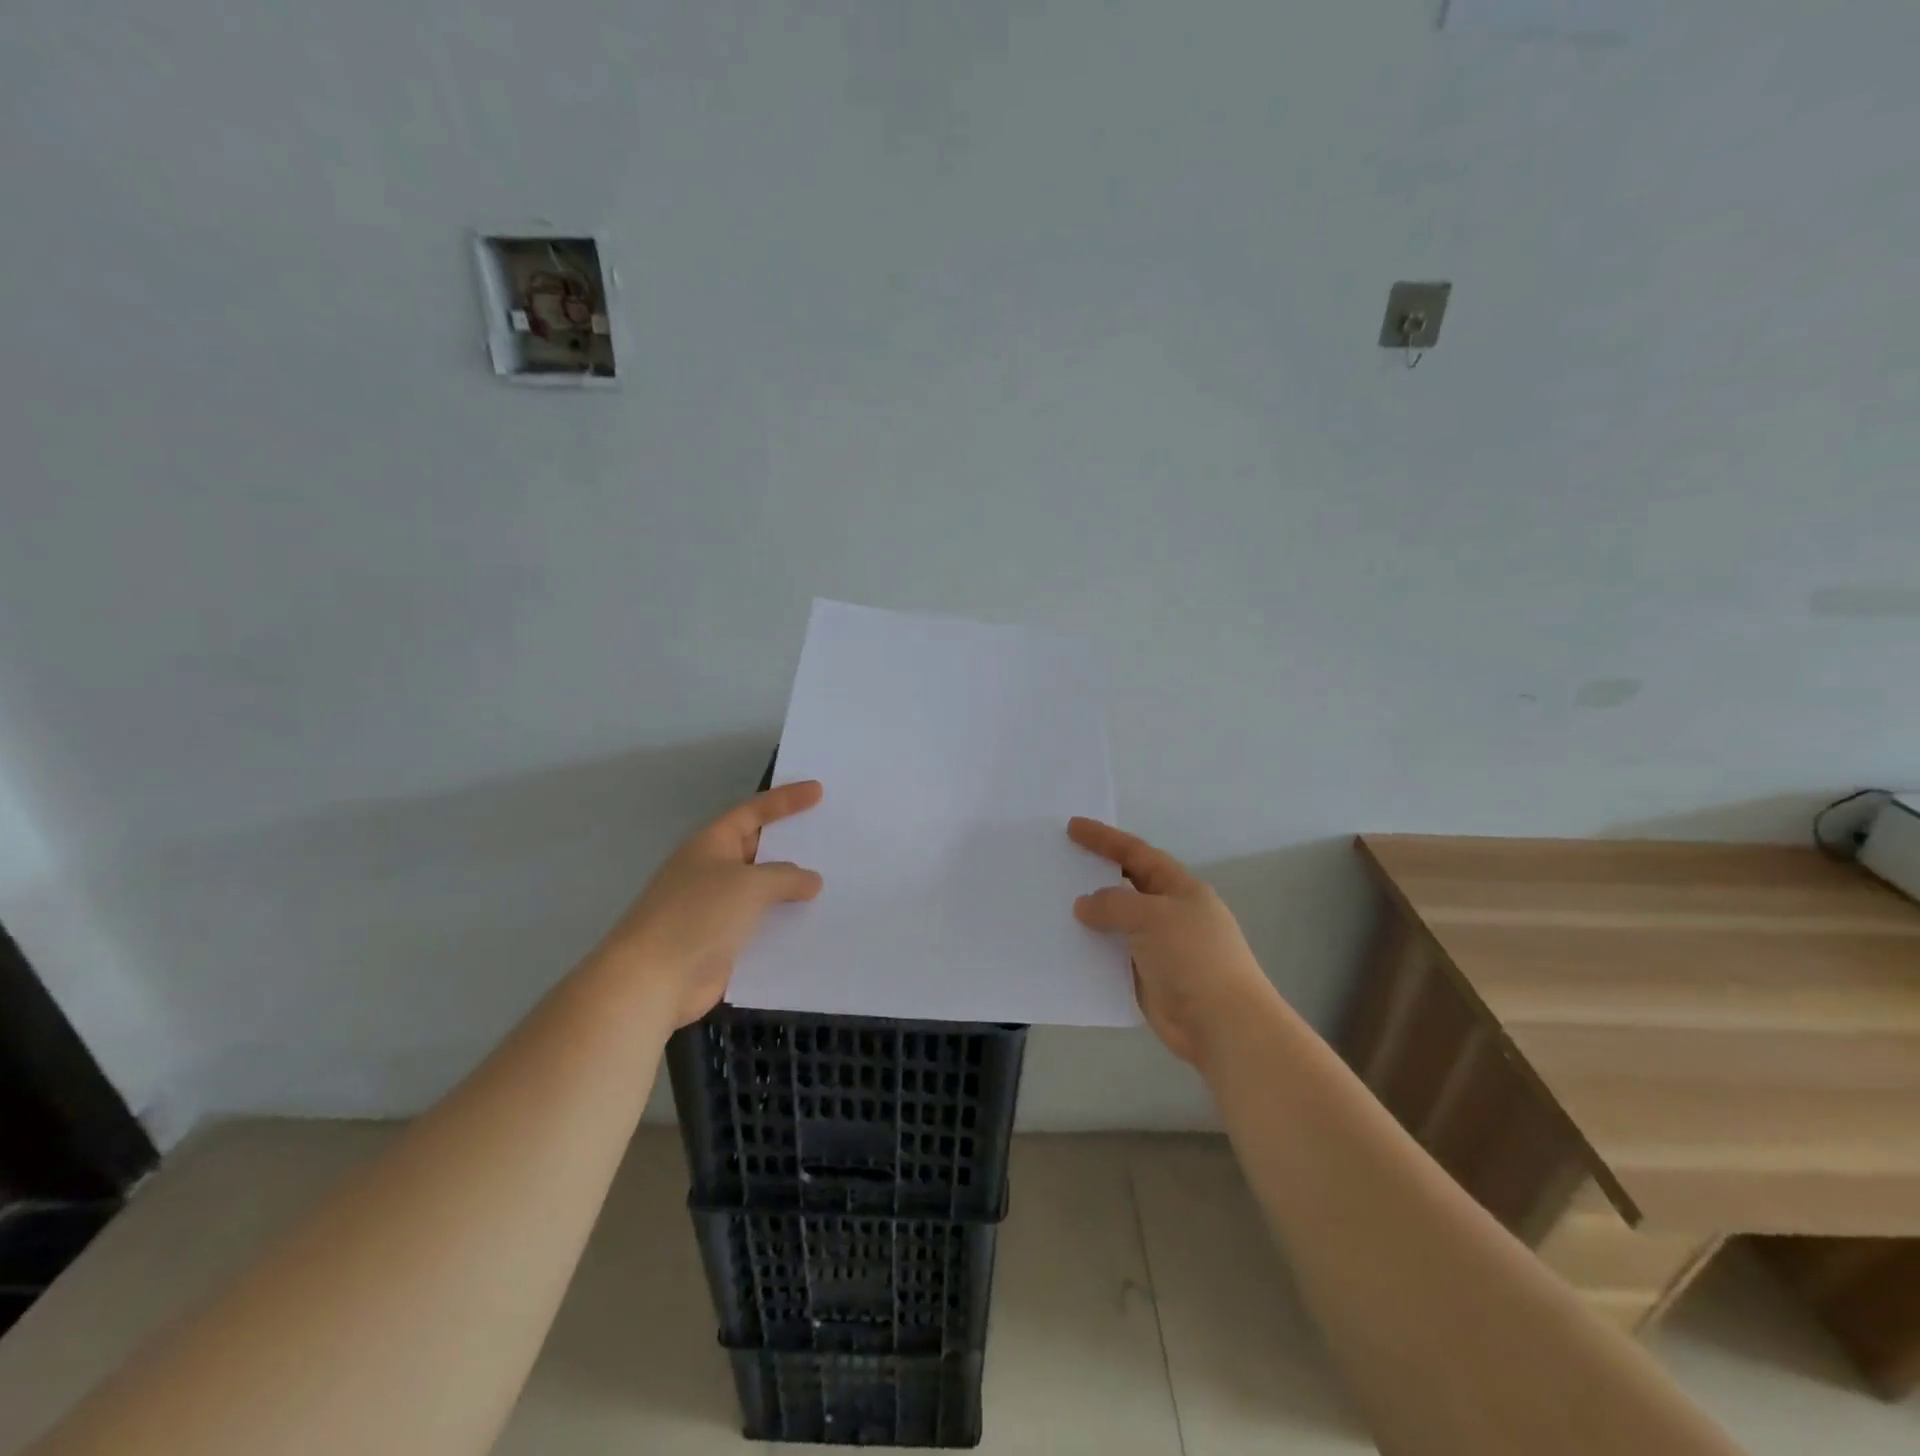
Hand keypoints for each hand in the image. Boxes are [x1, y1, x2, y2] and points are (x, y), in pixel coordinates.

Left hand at [595, 781, 824, 1027]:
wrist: (652, 981)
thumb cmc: (698, 915)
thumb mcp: (750, 884)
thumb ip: (786, 877)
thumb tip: (810, 880)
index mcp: (711, 844)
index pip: (753, 812)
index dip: (785, 800)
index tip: (819, 791)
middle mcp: (711, 871)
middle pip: (758, 850)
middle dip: (791, 845)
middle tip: (830, 838)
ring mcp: (714, 909)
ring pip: (761, 891)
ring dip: (791, 889)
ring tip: (833, 882)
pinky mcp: (720, 943)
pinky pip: (760, 925)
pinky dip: (783, 923)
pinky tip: (813, 925)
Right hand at [1069, 817, 1277, 1067]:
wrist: (1222, 1024)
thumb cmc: (1193, 958)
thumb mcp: (1151, 917)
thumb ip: (1113, 904)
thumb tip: (1084, 905)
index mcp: (1179, 888)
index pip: (1136, 853)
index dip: (1105, 839)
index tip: (1073, 827)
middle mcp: (1169, 913)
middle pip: (1126, 885)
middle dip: (1095, 874)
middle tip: (1059, 864)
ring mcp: (1159, 947)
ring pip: (1116, 923)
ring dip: (1089, 915)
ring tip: (1052, 905)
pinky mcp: (1147, 978)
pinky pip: (1112, 955)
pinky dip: (1091, 949)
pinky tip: (1065, 946)